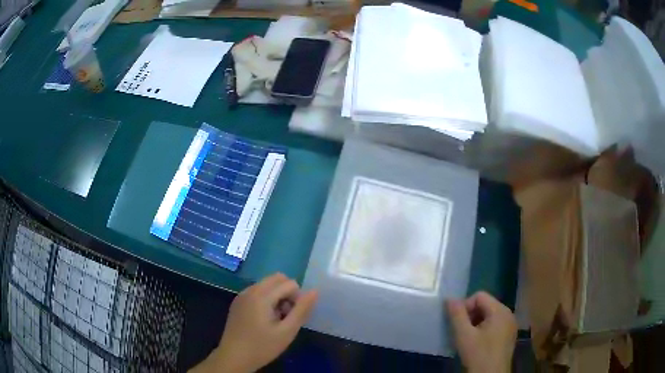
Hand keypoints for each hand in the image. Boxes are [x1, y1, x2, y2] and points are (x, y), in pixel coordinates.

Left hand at [190, 273, 317, 372]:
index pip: (290, 283)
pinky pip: (257, 291)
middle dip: (287, 293)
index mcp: (262, 295)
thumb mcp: (287, 332)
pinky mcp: (238, 302)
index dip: (297, 299)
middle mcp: (250, 289)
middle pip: (277, 278)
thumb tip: (315, 291)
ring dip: (277, 296)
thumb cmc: (262, 346)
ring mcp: (242, 295)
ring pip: (267, 284)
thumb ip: (302, 310)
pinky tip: (264, 319)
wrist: (233, 357)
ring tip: (276, 319)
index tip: (292, 317)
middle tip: (285, 315)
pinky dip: (266, 299)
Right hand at [446, 292, 516, 372]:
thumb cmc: (478, 354)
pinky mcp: (509, 335)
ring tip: (469, 339)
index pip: (479, 296)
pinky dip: (485, 330)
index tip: (458, 323)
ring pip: (490, 316)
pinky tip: (478, 344)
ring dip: (477, 323)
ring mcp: (510, 325)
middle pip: (486, 305)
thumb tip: (449, 298)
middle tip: (462, 332)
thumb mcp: (464, 335)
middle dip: (471, 316)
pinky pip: (495, 325)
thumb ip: (457, 315)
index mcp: (500, 310)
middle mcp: (509, 314)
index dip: (465, 306)